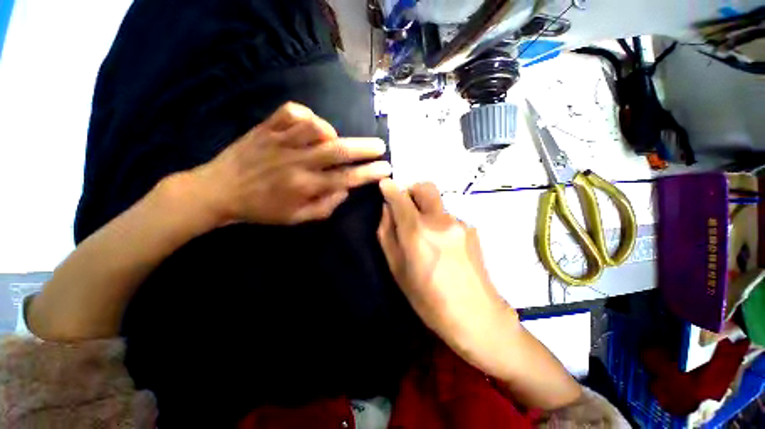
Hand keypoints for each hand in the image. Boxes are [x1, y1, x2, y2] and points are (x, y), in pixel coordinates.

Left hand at [193, 102, 390, 224]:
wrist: (218, 191)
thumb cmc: (261, 209)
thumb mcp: (296, 219)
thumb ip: (325, 207)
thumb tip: (345, 189)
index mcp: (304, 186)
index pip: (346, 178)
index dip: (369, 173)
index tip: (386, 168)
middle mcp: (296, 162)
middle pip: (337, 150)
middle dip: (364, 147)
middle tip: (380, 146)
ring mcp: (280, 141)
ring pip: (315, 126)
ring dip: (333, 132)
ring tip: (335, 140)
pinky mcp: (266, 127)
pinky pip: (291, 111)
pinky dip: (307, 115)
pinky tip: (310, 126)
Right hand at [377, 179, 518, 365]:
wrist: (476, 316)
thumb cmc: (428, 299)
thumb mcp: (397, 269)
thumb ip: (388, 234)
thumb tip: (387, 209)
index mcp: (418, 232)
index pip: (401, 198)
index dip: (390, 188)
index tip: (385, 185)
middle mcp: (440, 220)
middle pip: (425, 187)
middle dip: (412, 191)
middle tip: (406, 208)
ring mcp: (460, 223)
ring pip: (437, 204)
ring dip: (426, 211)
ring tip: (427, 237)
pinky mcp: (472, 229)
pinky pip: (449, 217)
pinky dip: (440, 222)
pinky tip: (444, 246)